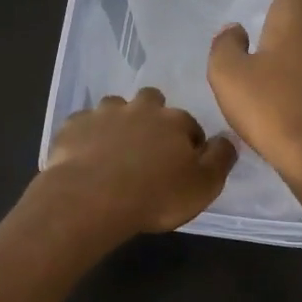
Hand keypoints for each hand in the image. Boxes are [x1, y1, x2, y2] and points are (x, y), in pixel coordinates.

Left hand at [34, 89, 237, 242]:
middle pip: (152, 102)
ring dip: (118, 122)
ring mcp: (103, 113)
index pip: (189, 124)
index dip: (188, 143)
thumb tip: (227, 139)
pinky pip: (83, 124)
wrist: (92, 198)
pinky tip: (86, 155)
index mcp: (174, 121)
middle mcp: (140, 108)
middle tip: (148, 149)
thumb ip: (220, 159)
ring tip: (115, 150)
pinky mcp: (73, 126)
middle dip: (152, 118)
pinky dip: (87, 135)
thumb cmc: (155, 195)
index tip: (182, 164)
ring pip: (115, 107)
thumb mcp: (203, 186)